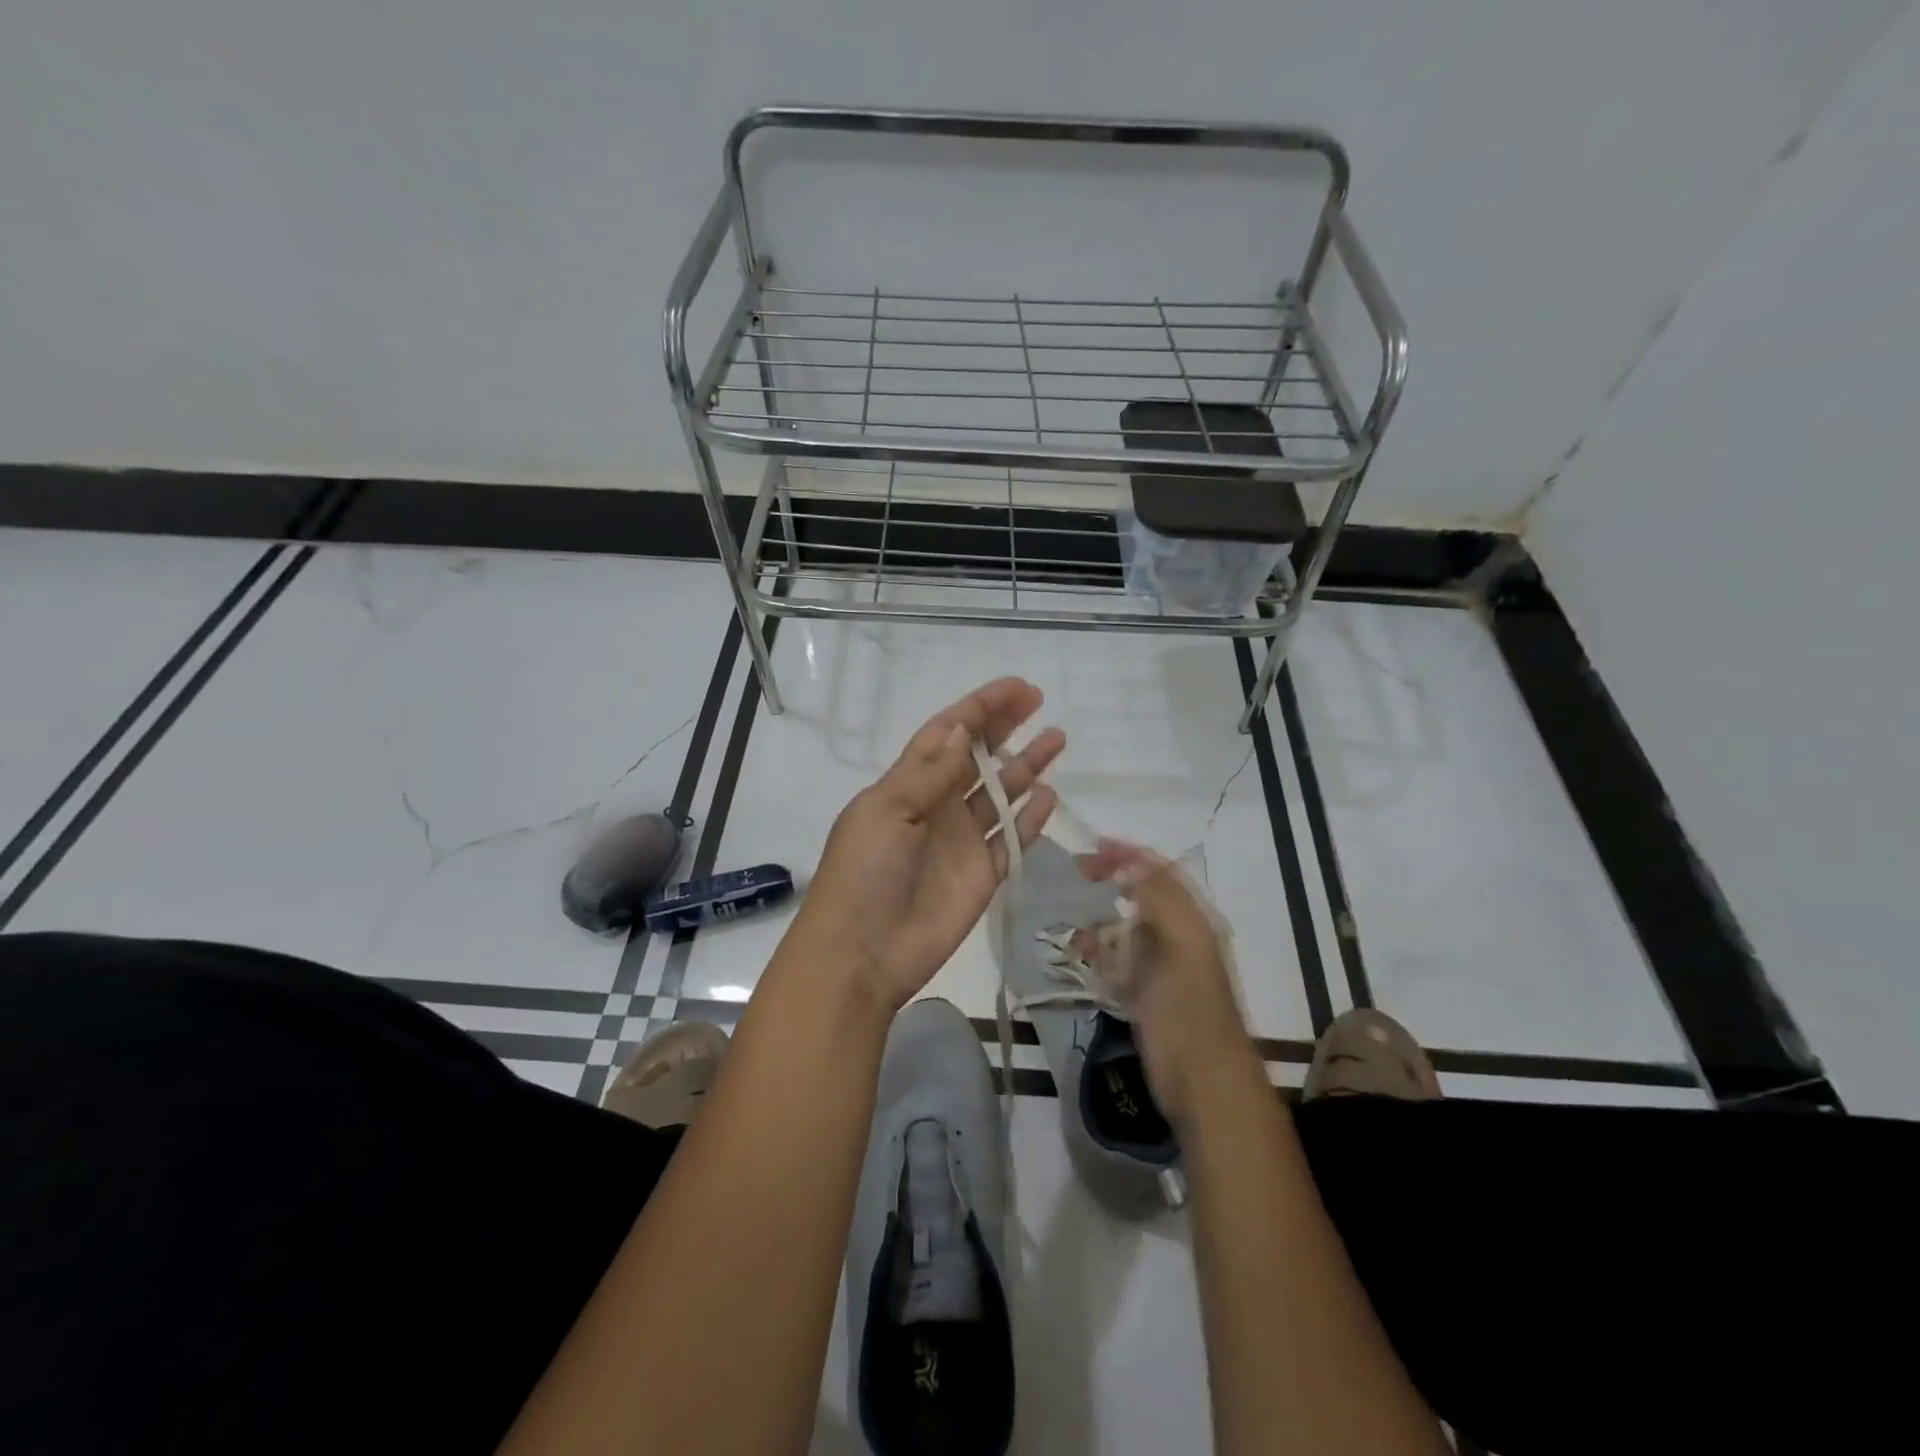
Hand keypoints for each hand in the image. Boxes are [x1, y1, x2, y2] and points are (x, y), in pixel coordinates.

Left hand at [787, 678, 1064, 1011]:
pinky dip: (1030, 818)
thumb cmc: (865, 873)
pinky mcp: (981, 875)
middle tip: (1038, 702)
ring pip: (1000, 794)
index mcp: (906, 784)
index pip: (946, 734)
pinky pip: (1012, 839)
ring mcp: (961, 841)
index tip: (1017, 687)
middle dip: (1005, 727)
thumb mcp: (888, 811)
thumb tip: (961, 727)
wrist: (862, 953)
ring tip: (1056, 740)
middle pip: (977, 757)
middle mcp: (936, 806)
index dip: (979, 708)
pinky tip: (1049, 795)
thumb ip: (929, 772)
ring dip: (1025, 766)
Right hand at [1077, 840, 1250, 1125]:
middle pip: (1141, 896)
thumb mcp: (1183, 946)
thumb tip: (1132, 863)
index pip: (1161, 873)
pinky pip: (1116, 961)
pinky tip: (1078, 951)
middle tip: (1076, 873)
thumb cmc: (1192, 1009)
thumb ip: (1160, 901)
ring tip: (1072, 917)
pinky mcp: (1143, 994)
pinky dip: (1097, 952)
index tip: (1094, 845)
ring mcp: (1159, 967)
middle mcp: (1177, 937)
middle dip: (1111, 881)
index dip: (1131, 855)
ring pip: (1125, 928)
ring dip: (1100, 919)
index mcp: (1193, 921)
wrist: (1203, 1082)